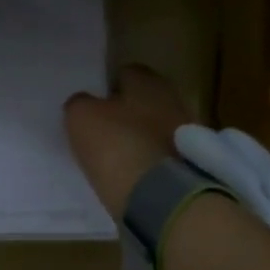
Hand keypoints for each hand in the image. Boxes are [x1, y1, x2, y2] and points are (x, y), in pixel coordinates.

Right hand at [63, 65, 192, 220]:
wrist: (160, 197)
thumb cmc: (118, 144)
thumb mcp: (81, 117)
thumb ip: (79, 103)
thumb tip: (83, 104)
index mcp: (148, 81)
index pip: (125, 73)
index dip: (106, 87)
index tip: (92, 106)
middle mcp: (173, 100)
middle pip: (142, 102)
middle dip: (125, 113)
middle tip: (102, 130)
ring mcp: (185, 134)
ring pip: (153, 129)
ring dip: (137, 138)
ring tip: (114, 156)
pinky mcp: (190, 164)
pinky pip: (161, 156)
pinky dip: (147, 162)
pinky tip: (130, 174)